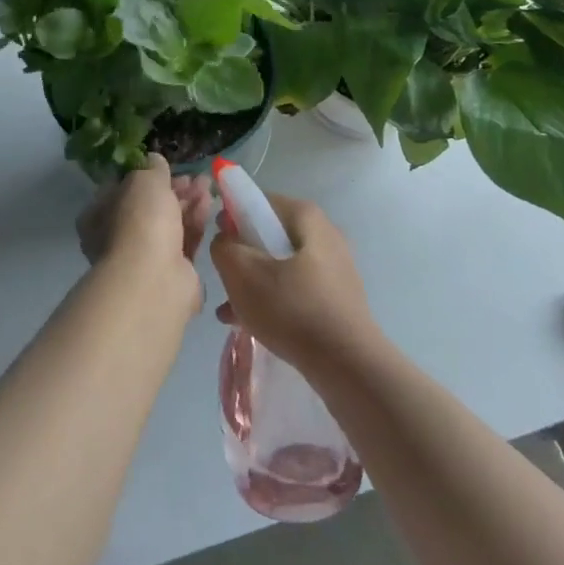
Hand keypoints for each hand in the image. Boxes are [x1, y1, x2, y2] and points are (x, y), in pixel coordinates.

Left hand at [78, 156, 213, 298]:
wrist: (155, 279)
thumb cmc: (139, 222)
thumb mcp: (144, 181)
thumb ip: (151, 168)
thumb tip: (153, 159)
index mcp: (98, 217)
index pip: (120, 190)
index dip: (144, 176)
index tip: (165, 167)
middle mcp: (116, 238)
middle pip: (148, 207)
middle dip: (173, 189)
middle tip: (194, 177)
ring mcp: (144, 258)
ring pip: (169, 223)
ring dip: (188, 202)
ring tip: (207, 184)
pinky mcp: (171, 272)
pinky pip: (184, 241)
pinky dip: (195, 221)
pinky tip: (208, 204)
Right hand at [211, 194, 379, 375]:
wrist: (347, 364)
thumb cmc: (291, 308)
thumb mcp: (242, 273)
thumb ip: (224, 247)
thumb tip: (226, 240)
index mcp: (306, 217)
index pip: (260, 200)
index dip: (232, 215)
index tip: (217, 240)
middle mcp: (325, 234)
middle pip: (270, 234)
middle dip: (242, 255)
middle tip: (224, 278)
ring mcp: (334, 267)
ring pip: (281, 265)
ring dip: (253, 282)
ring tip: (229, 309)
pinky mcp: (337, 297)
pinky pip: (295, 288)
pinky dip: (273, 299)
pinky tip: (249, 324)